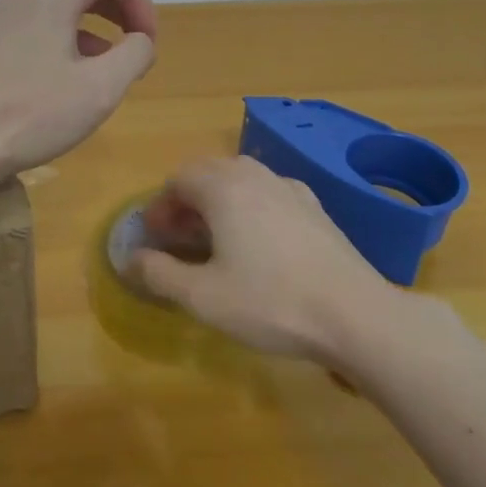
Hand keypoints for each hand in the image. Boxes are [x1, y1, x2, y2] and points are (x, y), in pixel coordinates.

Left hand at [0, 0, 157, 187]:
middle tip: (135, 53)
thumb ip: (135, 55)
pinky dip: (68, 44)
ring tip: (107, 74)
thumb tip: (139, 42)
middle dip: (120, 13)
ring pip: (63, 8)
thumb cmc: (33, 113)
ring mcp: (4, 20)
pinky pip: (41, 29)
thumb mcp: (101, 88)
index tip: (146, 42)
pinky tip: (71, 85)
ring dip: (96, 32)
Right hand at [130, 156, 406, 360]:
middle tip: (178, 238)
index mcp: (224, 188)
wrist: (354, 314)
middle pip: (209, 172)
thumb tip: (130, 259)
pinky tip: (257, 243)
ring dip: (218, 201)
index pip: (179, 178)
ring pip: (241, 180)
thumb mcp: (203, 296)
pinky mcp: (316, 208)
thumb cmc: (270, 302)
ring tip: (214, 239)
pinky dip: (250, 207)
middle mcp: (256, 176)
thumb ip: (159, 273)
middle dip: (186, 200)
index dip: (160, 206)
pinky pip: (269, 194)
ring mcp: (291, 189)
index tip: (154, 238)